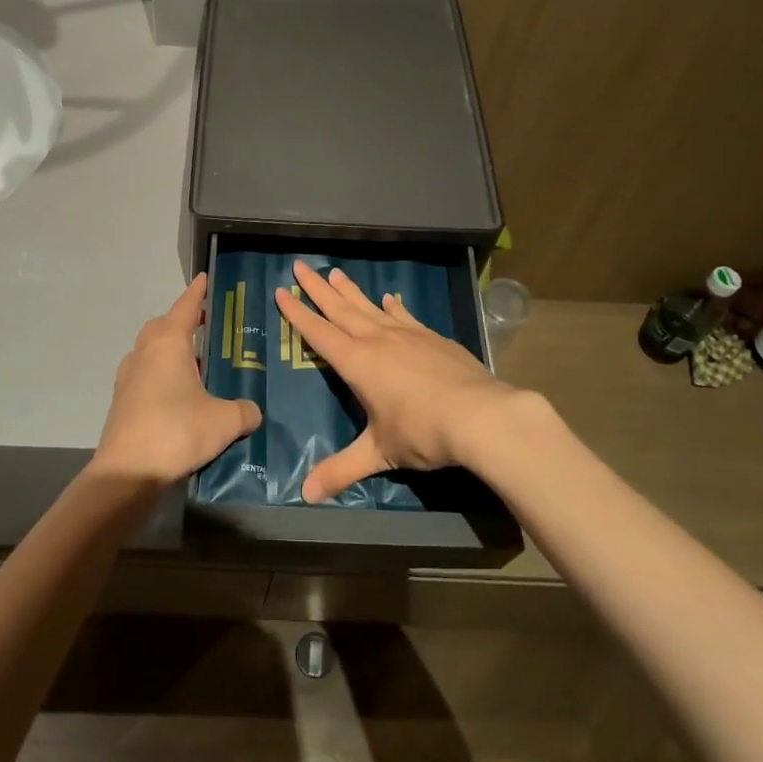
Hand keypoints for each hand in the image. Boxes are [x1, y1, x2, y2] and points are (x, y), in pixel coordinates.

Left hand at [92, 273, 262, 488]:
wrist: (127, 473)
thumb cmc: (176, 432)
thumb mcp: (224, 421)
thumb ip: (244, 411)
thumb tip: (252, 411)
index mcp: (168, 343)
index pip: (186, 306)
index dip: (198, 292)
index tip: (205, 278)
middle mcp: (145, 352)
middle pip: (163, 325)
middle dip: (183, 321)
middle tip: (206, 326)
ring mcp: (129, 377)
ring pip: (151, 350)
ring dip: (170, 349)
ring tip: (195, 363)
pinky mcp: (122, 401)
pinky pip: (145, 374)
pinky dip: (161, 374)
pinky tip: (178, 395)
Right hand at [274, 260, 541, 502]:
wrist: (482, 416)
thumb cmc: (423, 432)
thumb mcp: (380, 453)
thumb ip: (342, 470)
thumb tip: (305, 496)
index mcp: (357, 363)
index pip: (319, 333)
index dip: (298, 313)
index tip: (281, 291)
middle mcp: (378, 340)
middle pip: (340, 308)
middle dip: (317, 288)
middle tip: (299, 265)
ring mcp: (407, 334)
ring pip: (370, 306)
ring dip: (350, 290)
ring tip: (334, 272)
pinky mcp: (432, 337)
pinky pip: (404, 315)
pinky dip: (392, 306)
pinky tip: (390, 299)